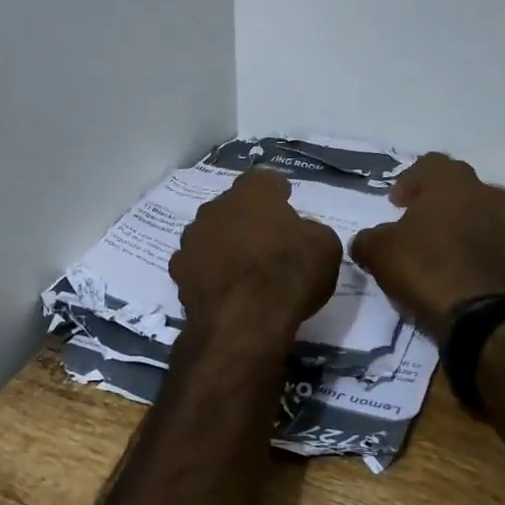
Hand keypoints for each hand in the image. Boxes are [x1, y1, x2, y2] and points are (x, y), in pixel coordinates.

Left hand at [170, 169, 342, 345]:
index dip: (277, 194)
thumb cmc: (289, 275)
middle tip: (268, 242)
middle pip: (234, 207)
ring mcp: (192, 238)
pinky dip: (210, 272)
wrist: (243, 323)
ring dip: (225, 244)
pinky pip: (198, 263)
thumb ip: (311, 231)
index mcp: (253, 192)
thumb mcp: (325, 248)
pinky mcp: (178, 270)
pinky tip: (225, 290)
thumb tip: (301, 234)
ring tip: (244, 269)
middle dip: (248, 220)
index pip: (264, 181)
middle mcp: (216, 207)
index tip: (286, 207)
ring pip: (211, 233)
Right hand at [350, 154, 504, 335]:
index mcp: (452, 184)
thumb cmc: (427, 270)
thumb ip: (368, 239)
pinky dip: (478, 251)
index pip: (430, 163)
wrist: (485, 319)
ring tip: (441, 252)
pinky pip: (495, 244)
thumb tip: (366, 241)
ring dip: (461, 226)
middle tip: (417, 224)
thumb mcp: (379, 253)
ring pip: (481, 215)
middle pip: (459, 188)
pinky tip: (461, 273)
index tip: (396, 205)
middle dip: (437, 202)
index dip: (410, 181)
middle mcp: (488, 195)